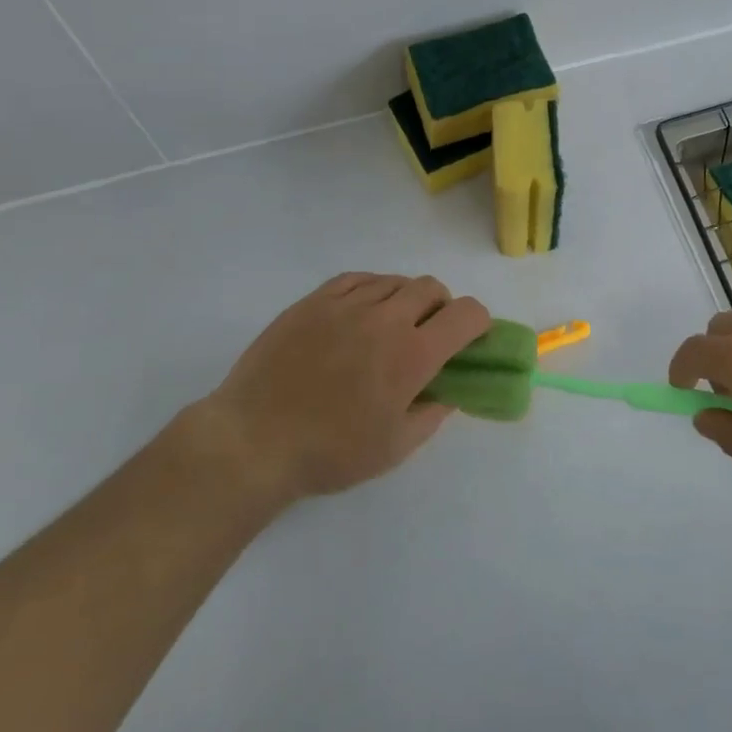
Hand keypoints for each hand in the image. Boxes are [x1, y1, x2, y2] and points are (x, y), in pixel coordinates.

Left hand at [197, 273, 490, 505]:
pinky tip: (361, 313)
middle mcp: (386, 319)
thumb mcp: (395, 448)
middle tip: (428, 335)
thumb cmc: (329, 452)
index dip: (478, 323)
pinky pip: (358, 279)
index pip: (466, 314)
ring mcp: (347, 304)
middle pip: (432, 288)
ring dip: (406, 299)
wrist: (253, 440)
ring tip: (390, 327)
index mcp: (413, 354)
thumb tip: (449, 391)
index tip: (470, 340)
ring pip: (395, 281)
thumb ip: (432, 414)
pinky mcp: (315, 300)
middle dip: (442, 308)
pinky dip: (372, 290)